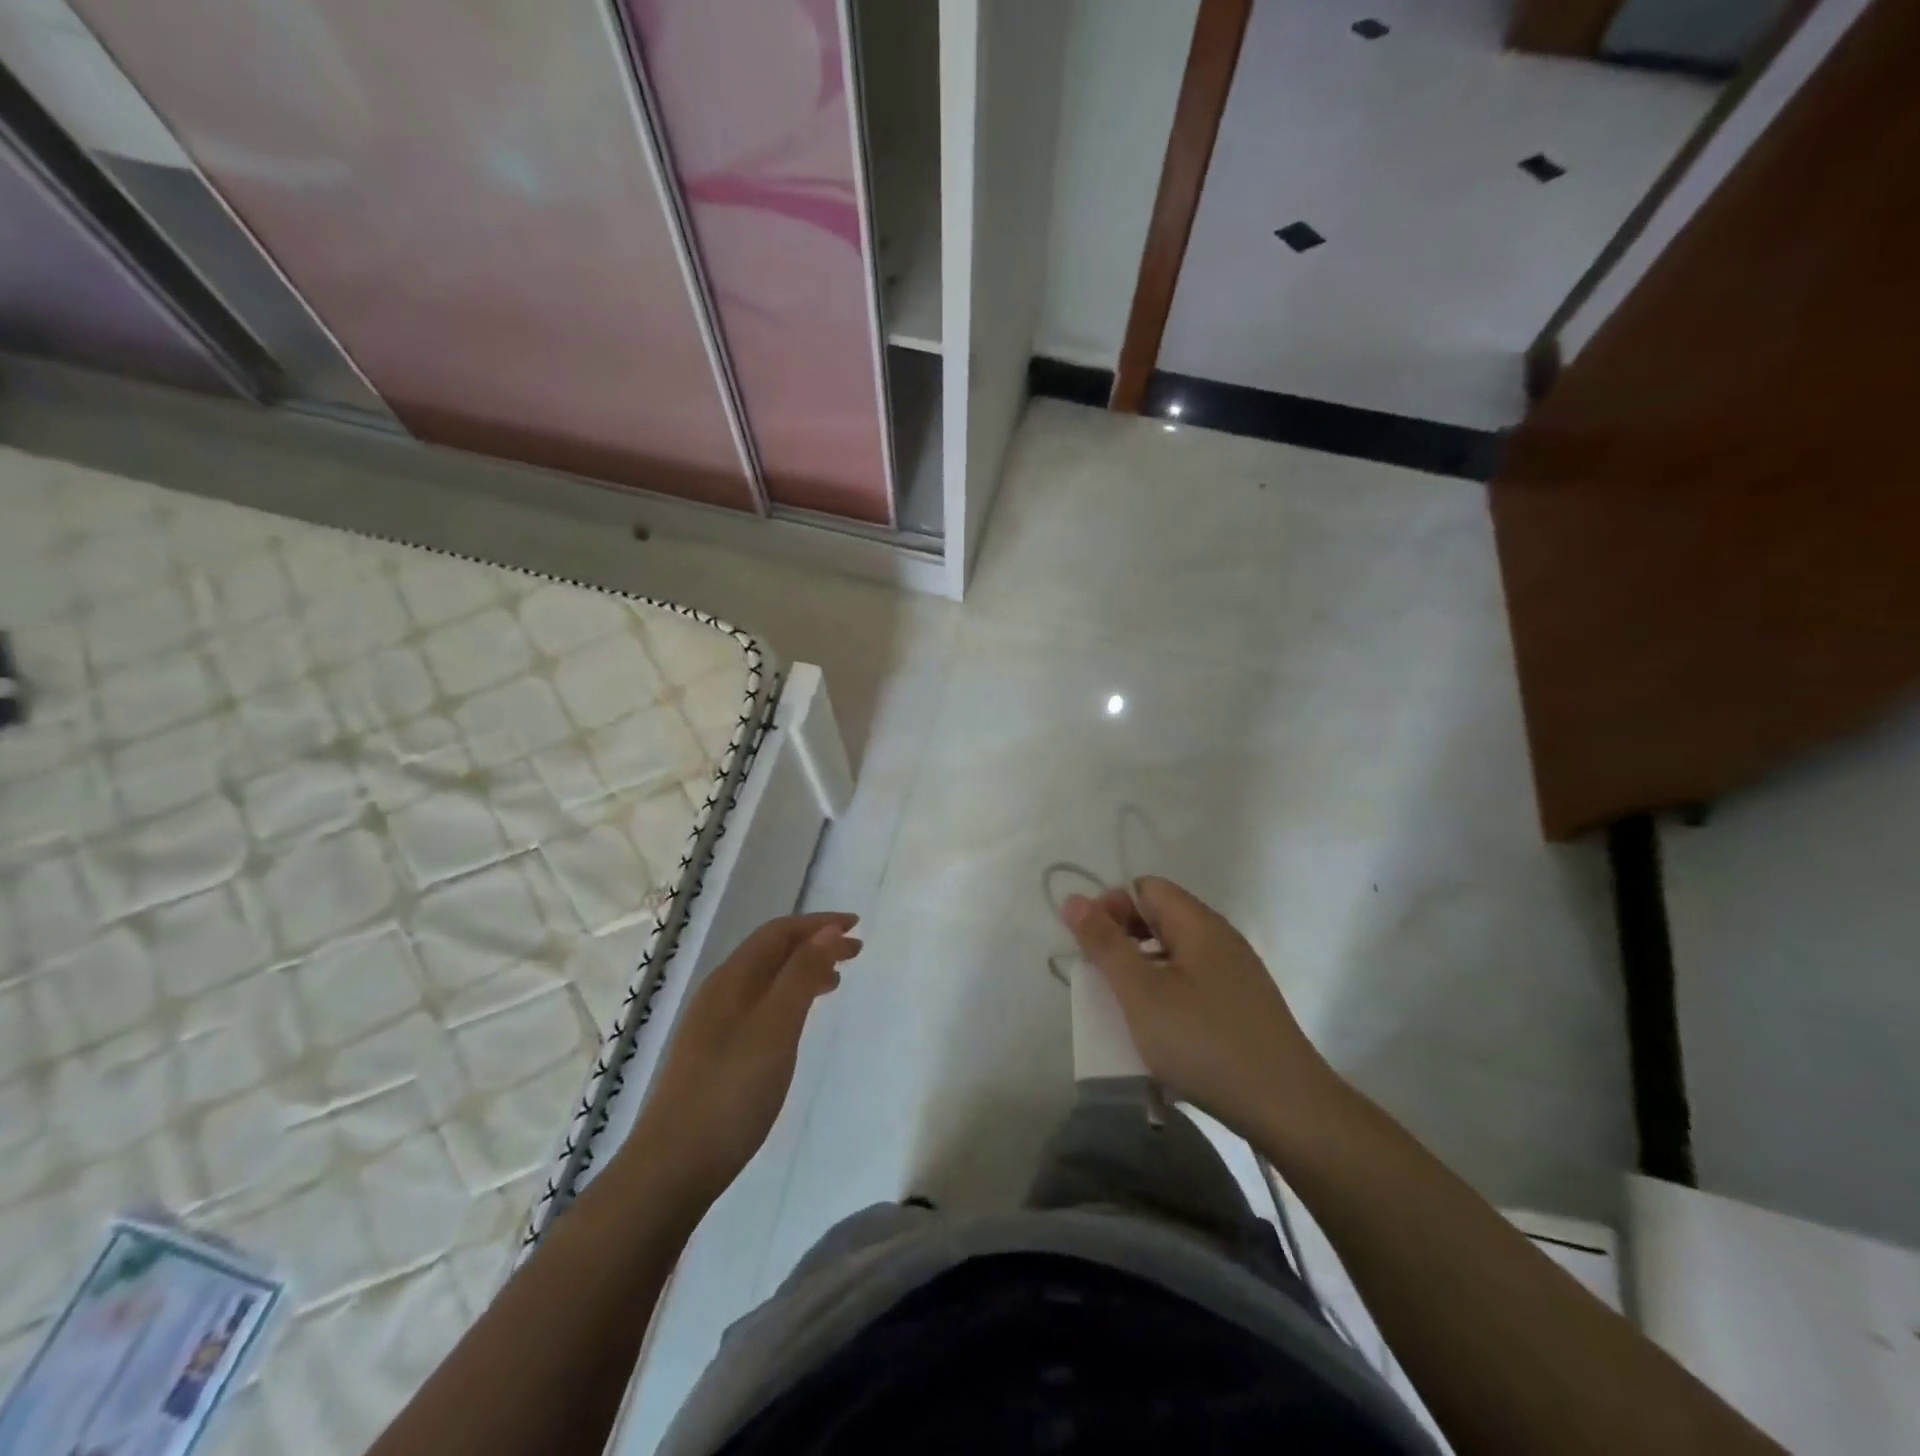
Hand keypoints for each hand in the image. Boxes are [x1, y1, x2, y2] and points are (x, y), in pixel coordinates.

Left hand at [629, 912, 860, 1202]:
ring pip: (766, 980)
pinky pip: (760, 1006)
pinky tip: (797, 1023)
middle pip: (772, 952)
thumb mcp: (776, 1027)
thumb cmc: (731, 1092)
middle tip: (856, 952)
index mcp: (731, 979)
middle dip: (814, 944)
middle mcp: (720, 993)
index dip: (819, 923)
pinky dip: (788, 999)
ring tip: (835, 983)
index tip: (857, 926)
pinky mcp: (715, 1054)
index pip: (778, 932)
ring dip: (802, 971)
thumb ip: (802, 975)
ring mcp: (713, 1025)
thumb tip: (829, 930)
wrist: (672, 1168)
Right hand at [1062, 878, 1342, 1140]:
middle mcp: (1220, 938)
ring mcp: (1236, 974)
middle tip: (1103, 981)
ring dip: (1143, 971)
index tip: (1093, 948)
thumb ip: (1104, 943)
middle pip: (1161, 918)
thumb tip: (1073, 899)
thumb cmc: (1204, 1042)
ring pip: (1175, 954)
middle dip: (1124, 941)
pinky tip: (1162, 1032)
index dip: (1111, 907)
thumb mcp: (1141, 993)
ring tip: (1126, 1010)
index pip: (1145, 888)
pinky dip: (1168, 995)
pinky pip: (1193, 982)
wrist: (1288, 1109)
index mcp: (1198, 923)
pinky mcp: (1243, 1006)